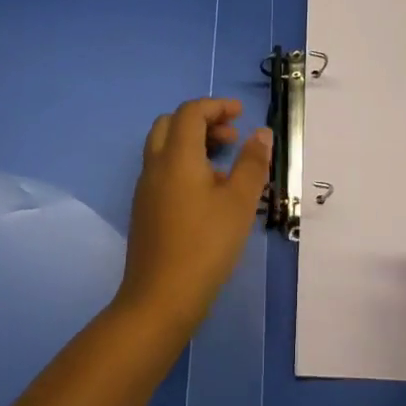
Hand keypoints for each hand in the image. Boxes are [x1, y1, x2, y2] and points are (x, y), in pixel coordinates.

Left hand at [116, 98, 272, 335]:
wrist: (160, 299)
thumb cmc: (205, 245)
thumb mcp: (239, 202)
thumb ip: (252, 163)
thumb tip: (261, 133)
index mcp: (176, 157)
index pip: (191, 112)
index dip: (216, 106)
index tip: (241, 114)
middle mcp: (155, 166)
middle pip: (171, 124)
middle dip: (202, 121)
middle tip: (231, 137)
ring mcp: (145, 189)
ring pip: (165, 147)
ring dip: (193, 143)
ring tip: (226, 166)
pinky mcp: (144, 210)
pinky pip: (163, 170)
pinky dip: (184, 164)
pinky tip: (208, 193)